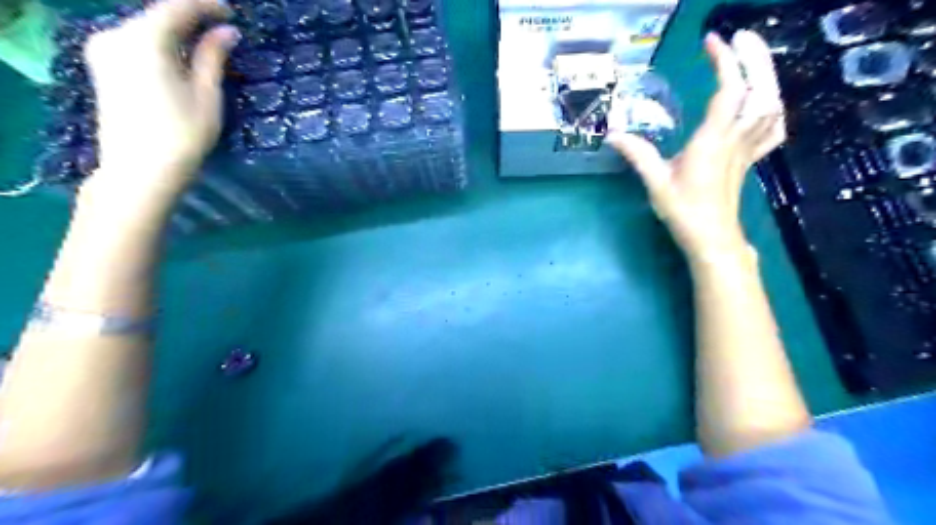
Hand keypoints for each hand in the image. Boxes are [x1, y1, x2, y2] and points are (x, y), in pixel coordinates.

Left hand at [83, 0, 237, 202]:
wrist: (140, 169)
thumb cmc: (182, 135)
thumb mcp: (206, 95)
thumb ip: (213, 57)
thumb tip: (227, 31)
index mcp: (143, 39)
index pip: (176, 6)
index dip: (205, 5)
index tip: (231, 13)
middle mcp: (115, 34)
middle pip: (157, 14)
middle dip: (190, 17)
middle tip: (223, 28)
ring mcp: (103, 49)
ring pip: (146, 27)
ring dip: (176, 30)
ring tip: (206, 44)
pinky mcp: (102, 65)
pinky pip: (135, 40)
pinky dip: (160, 42)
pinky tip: (180, 56)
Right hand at [612, 30, 784, 255]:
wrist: (711, 237)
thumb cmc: (684, 210)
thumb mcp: (656, 182)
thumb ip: (637, 154)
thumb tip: (612, 134)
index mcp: (713, 140)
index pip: (729, 90)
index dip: (725, 61)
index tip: (711, 41)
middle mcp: (736, 138)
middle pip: (760, 89)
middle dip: (755, 58)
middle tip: (741, 38)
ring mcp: (746, 149)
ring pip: (771, 105)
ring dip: (767, 77)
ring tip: (752, 61)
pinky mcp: (748, 160)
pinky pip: (771, 130)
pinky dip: (773, 110)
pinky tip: (765, 105)